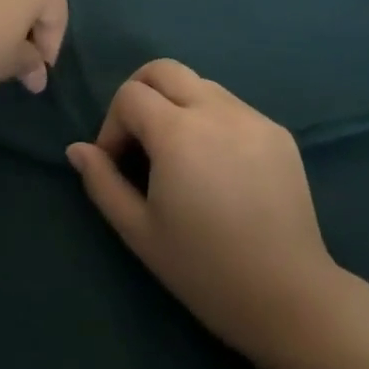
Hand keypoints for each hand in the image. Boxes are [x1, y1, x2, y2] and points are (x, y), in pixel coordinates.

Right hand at [66, 60, 351, 368]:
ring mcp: (251, 117)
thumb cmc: (205, 269)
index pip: (130, 95)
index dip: (113, 124)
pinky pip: (231, 107)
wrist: (290, 299)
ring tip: (179, 155)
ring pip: (199, 84)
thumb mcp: (140, 231)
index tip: (117, 163)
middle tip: (139, 138)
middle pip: (163, 69)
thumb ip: (102, 182)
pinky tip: (217, 165)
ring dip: (177, 105)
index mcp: (178, 132)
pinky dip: (211, 120)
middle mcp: (215, 110)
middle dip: (140, 93)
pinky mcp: (278, 132)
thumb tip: (77, 149)